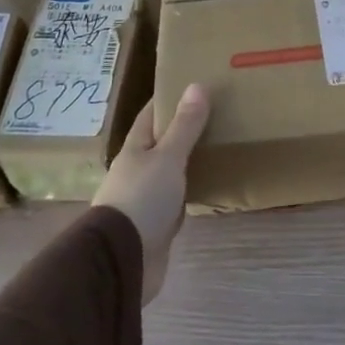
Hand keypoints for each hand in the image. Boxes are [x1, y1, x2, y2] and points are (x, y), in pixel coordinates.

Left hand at [93, 84, 210, 303]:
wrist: (123, 259)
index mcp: (135, 148)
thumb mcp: (167, 157)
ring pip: (171, 170)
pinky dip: (192, 189)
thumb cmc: (142, 198)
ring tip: (220, 145)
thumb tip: (197, 85)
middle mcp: (138, 169)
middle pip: (162, 142)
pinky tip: (211, 186)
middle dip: (184, 128)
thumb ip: (184, 126)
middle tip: (218, 113)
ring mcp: (145, 198)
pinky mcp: (157, 223)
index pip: (151, 114)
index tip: (194, 84)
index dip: (169, 98)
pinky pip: (178, 198)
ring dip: (189, 160)